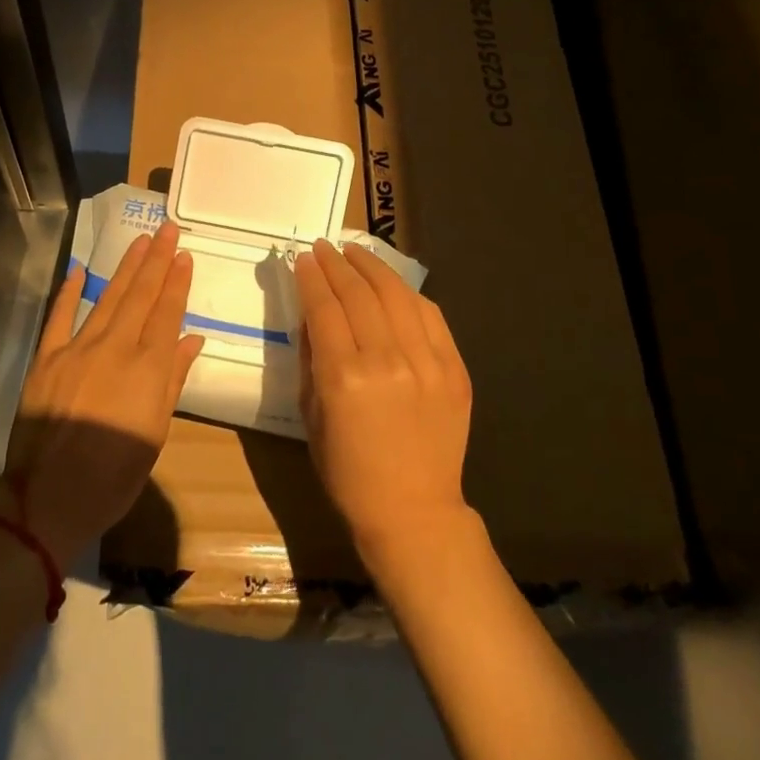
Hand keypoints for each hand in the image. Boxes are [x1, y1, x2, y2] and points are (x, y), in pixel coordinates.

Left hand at [0, 220, 204, 564]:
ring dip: (126, 267)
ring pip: (108, 298)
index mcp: (147, 368)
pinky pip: (59, 316)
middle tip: (167, 230)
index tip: (185, 255)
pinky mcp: (47, 358)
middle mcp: (116, 348)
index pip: (167, 313)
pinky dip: (70, 291)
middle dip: (156, 260)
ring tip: (141, 241)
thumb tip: (191, 339)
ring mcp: (78, 349)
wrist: (48, 497)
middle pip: (140, 295)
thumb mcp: (155, 433)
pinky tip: (80, 268)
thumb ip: (172, 380)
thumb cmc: (114, 475)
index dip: (177, 283)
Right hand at [295, 240, 473, 568]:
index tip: (305, 257)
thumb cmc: (348, 471)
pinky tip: (393, 285)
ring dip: (373, 268)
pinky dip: (408, 294)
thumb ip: (311, 358)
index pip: (324, 307)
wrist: (414, 512)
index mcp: (344, 377)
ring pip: (397, 295)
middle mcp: (386, 361)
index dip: (313, 277)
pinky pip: (430, 316)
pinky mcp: (454, 369)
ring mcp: (426, 363)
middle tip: (326, 247)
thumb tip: (312, 313)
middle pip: (359, 293)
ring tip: (357, 252)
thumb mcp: (311, 415)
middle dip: (338, 264)